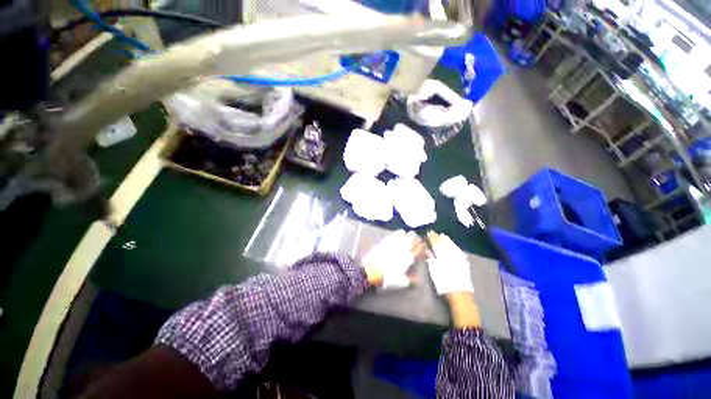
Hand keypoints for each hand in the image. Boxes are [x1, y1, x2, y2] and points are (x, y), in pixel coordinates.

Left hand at [361, 230, 423, 288]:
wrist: (371, 270)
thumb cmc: (386, 277)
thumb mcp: (400, 282)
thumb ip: (411, 280)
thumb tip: (418, 280)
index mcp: (408, 258)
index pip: (420, 249)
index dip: (424, 249)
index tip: (424, 251)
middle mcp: (403, 248)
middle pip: (414, 239)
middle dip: (417, 240)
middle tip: (417, 243)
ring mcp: (394, 242)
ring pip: (406, 234)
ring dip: (408, 236)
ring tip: (408, 238)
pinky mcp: (386, 240)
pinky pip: (396, 233)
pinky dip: (399, 234)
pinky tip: (399, 235)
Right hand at [426, 232, 480, 327]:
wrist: (459, 293)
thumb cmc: (443, 282)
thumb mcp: (433, 270)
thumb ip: (430, 258)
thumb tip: (427, 249)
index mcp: (442, 254)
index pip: (436, 243)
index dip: (432, 237)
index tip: (429, 233)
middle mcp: (451, 253)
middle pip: (445, 242)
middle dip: (439, 237)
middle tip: (435, 233)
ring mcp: (459, 256)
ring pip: (452, 244)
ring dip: (447, 240)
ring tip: (443, 236)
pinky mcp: (464, 261)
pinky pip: (458, 249)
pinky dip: (454, 245)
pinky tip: (453, 245)